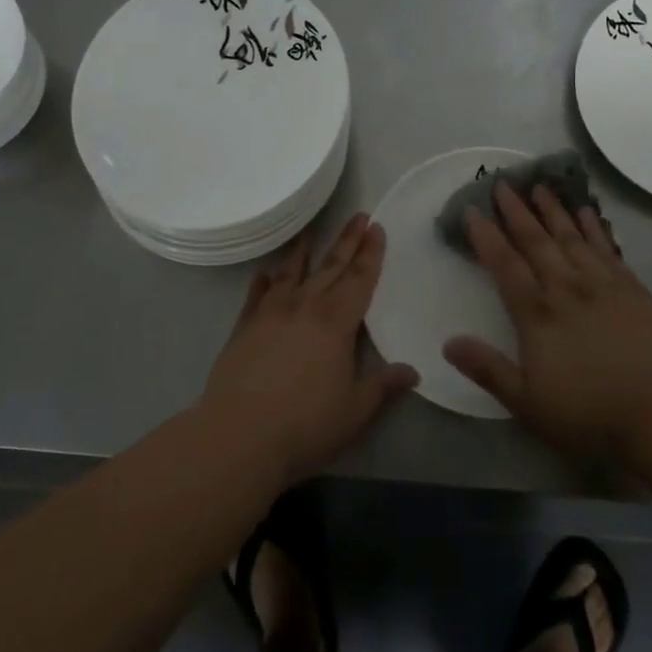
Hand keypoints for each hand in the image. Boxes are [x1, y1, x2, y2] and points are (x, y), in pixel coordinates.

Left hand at [202, 213, 416, 484]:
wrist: (240, 435)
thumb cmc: (306, 424)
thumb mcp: (355, 410)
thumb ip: (382, 386)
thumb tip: (412, 372)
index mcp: (336, 323)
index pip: (359, 280)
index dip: (370, 254)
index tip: (377, 228)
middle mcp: (304, 308)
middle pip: (330, 268)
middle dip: (347, 242)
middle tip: (358, 216)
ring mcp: (270, 315)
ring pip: (291, 275)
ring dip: (303, 253)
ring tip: (309, 234)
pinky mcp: (243, 329)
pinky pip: (256, 297)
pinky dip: (262, 283)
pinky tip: (264, 275)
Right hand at [445, 183, 651, 456]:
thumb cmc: (591, 412)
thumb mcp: (528, 404)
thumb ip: (488, 369)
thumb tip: (448, 342)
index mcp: (537, 316)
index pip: (505, 267)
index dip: (486, 238)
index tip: (472, 211)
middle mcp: (566, 290)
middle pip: (537, 243)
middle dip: (517, 213)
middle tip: (503, 184)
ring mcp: (603, 286)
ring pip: (572, 238)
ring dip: (553, 212)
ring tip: (540, 187)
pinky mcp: (634, 290)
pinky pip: (608, 249)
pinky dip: (594, 228)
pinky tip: (587, 212)